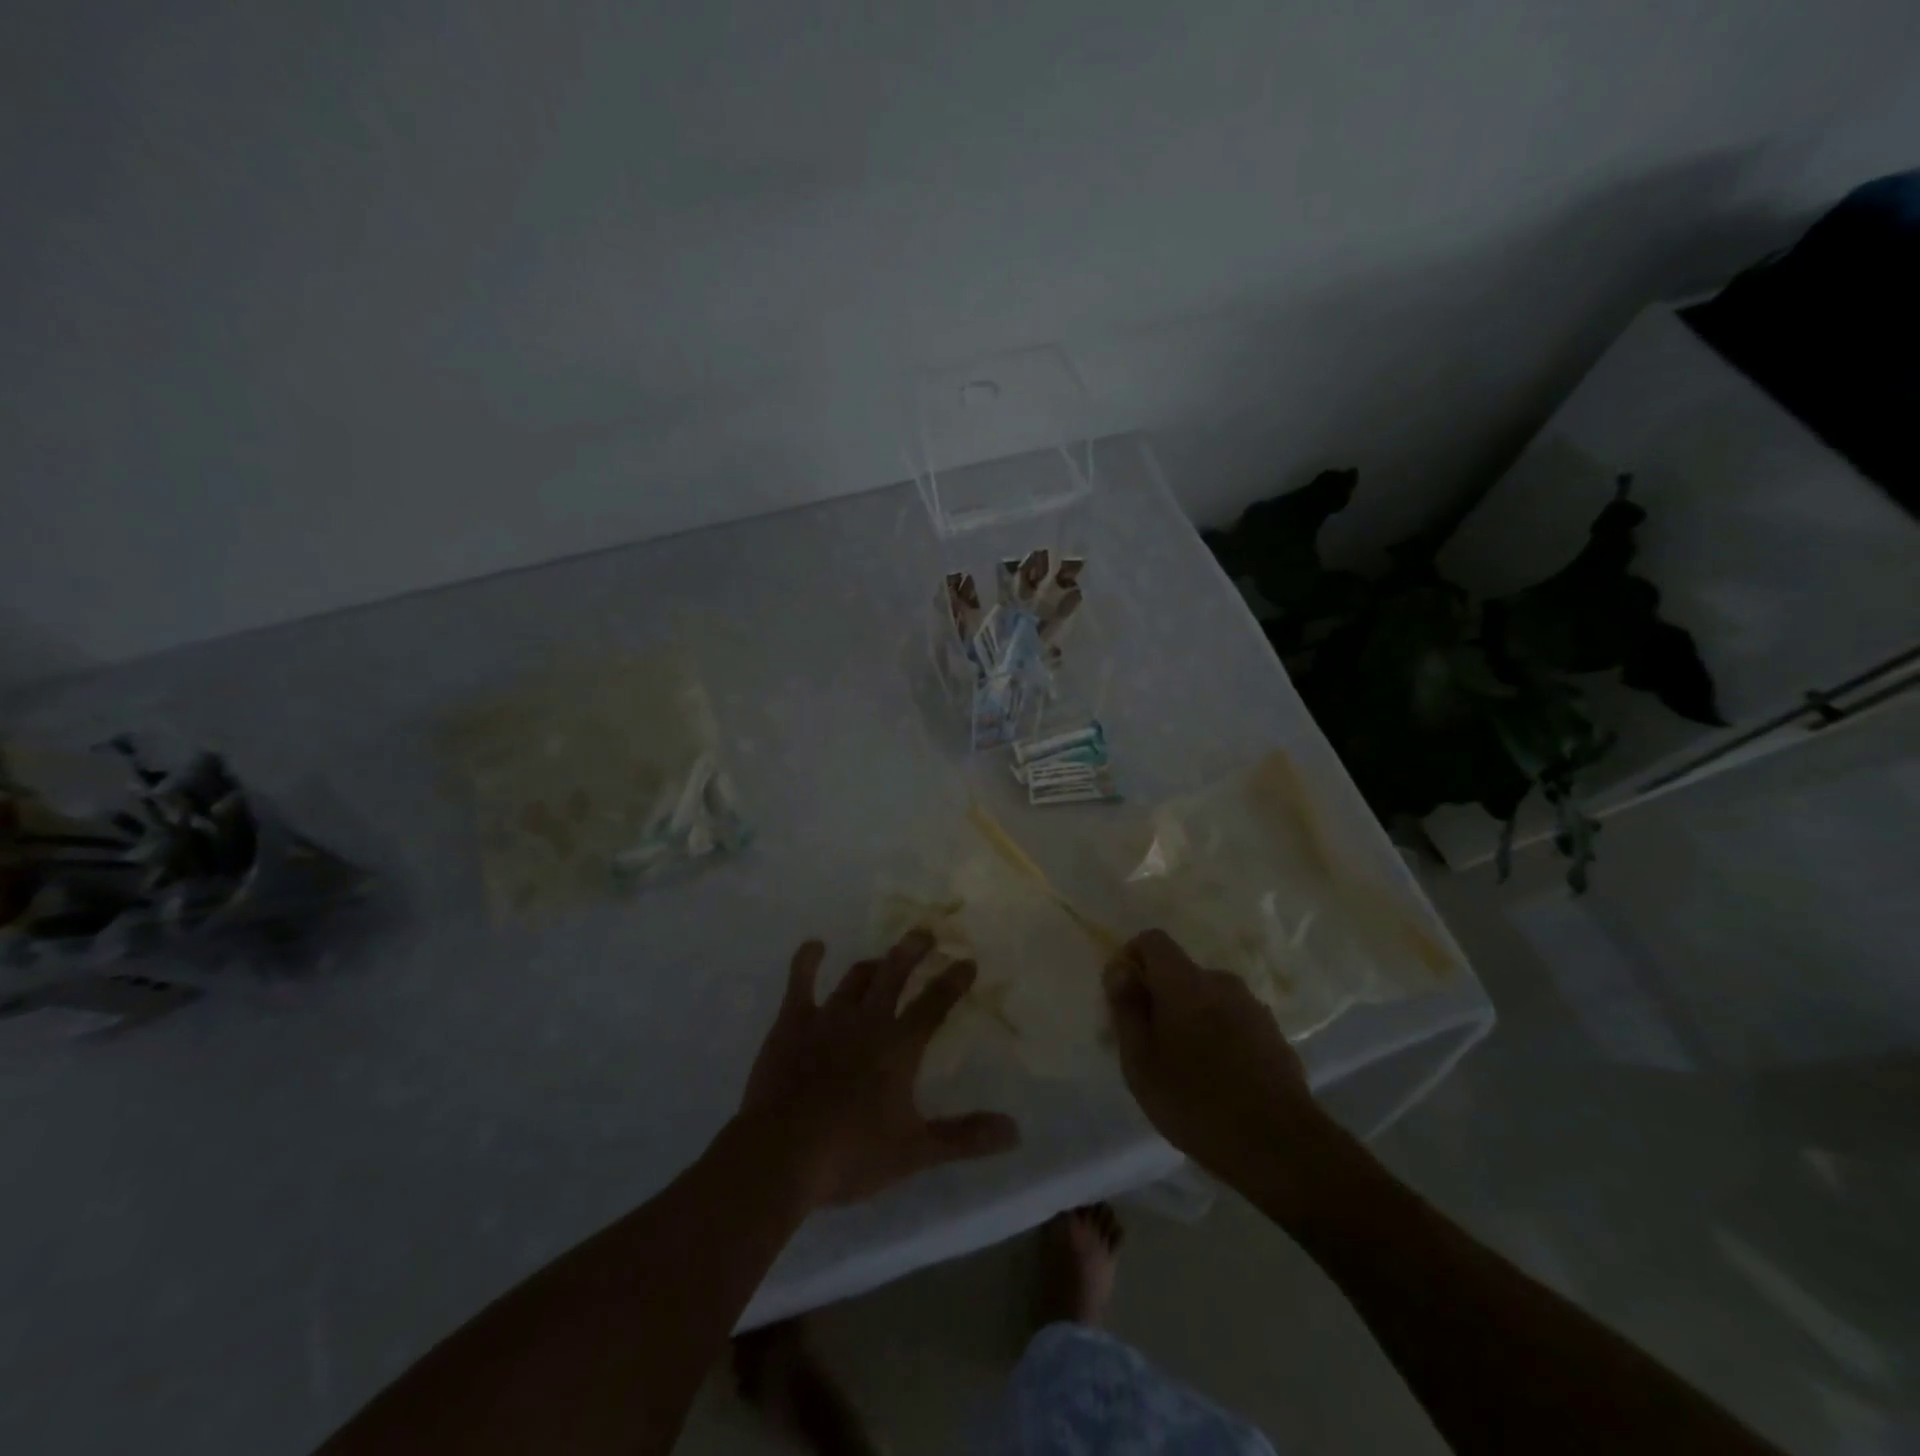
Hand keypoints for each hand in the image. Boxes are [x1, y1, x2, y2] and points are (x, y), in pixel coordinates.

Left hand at [740, 931, 1020, 1207]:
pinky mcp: (792, 1022)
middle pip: (895, 974)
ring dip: (873, 963)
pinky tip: (815, 946)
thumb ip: (965, 1137)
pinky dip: (808, 960)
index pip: (934, 1004)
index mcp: (899, 1046)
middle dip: (913, 951)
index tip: (968, 961)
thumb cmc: (851, 1154)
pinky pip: (800, 981)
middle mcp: (868, 1020)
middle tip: (925, 932)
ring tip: (883, 956)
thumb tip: (1015, 1131)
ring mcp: (828, 1017)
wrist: (780, 1154)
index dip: (953, 981)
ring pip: (856, 977)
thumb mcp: (916, 1151)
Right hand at [1103, 929, 1330, 1187]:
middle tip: (1151, 1045)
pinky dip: (1218, 1036)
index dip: (1133, 958)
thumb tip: (1119, 969)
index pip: (1153, 940)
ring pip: (1208, 998)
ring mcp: (1253, 1007)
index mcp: (1185, 981)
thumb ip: (1126, 1008)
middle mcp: (1221, 981)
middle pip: (1180, 973)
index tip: (1126, 997)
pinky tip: (1218, 1079)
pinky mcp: (1274, 1034)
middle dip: (1161, 997)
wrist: (1281, 1147)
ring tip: (1186, 1068)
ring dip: (1191, 1018)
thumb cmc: (1196, 1102)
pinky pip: (1232, 1020)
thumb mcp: (1140, 1062)